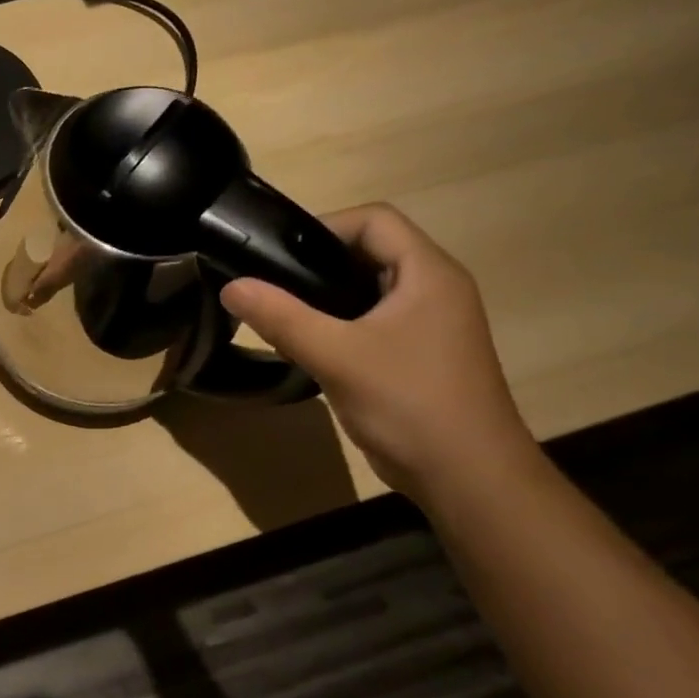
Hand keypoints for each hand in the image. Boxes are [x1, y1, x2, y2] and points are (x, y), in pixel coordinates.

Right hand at [220, 204, 534, 497]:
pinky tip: (306, 345)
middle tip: (269, 283)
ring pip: (367, 288)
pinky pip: (370, 321)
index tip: (277, 254)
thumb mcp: (336, 355)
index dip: (324, 226)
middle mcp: (434, 289)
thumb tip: (231, 286)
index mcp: (428, 274)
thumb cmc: (409, 403)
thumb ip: (280, 317)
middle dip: (316, 262)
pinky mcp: (417, 354)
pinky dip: (336, 323)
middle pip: (369, 250)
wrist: (467, 477)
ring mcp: (428, 324)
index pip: (374, 220)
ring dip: (323, 296)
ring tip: (279, 312)